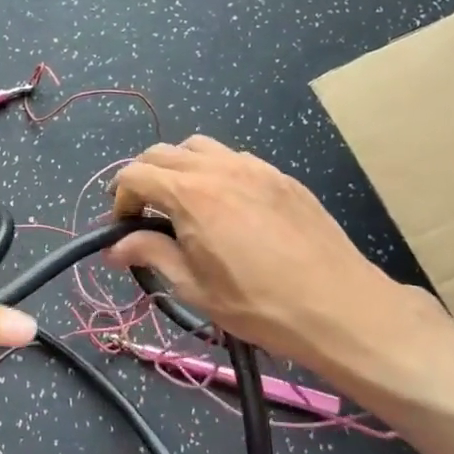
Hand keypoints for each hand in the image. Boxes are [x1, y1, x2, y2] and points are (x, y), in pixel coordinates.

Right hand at [109, 137, 453, 391]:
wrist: (340, 307)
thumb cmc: (258, 304)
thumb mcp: (194, 287)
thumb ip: (150, 255)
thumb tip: (113, 248)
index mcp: (191, 195)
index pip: (135, 174)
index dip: (119, 198)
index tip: (123, 226)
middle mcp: (219, 169)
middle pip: (162, 153)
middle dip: (143, 177)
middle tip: (144, 213)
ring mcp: (255, 168)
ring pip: (199, 147)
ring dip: (178, 168)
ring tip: (183, 203)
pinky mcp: (282, 177)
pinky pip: (234, 159)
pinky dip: (214, 171)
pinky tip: (225, 206)